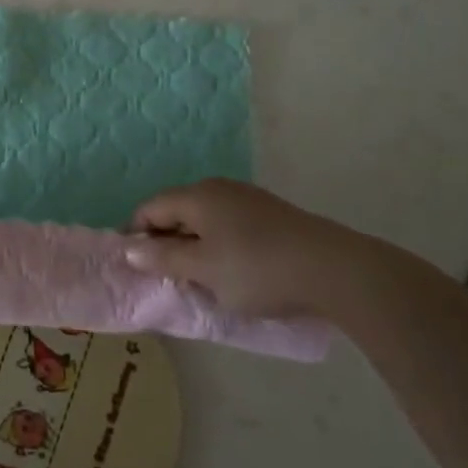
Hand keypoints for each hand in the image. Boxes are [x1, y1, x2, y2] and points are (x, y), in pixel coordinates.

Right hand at [124, 178, 390, 320]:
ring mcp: (249, 199)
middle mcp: (219, 189)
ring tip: (201, 278)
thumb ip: (163, 258)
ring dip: (194, 246)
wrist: (337, 271)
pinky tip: (234, 271)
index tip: (136, 267)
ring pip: (205, 220)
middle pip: (177, 211)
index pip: (150, 208)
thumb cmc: (257, 269)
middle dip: (166, 242)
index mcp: (196, 196)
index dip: (136, 235)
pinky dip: (220, 246)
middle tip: (167, 277)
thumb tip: (130, 249)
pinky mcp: (272, 215)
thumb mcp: (203, 269)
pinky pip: (230, 226)